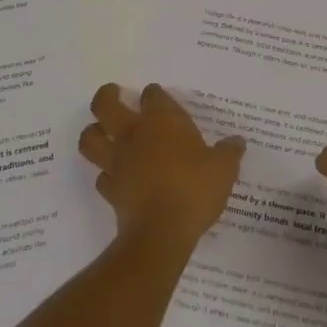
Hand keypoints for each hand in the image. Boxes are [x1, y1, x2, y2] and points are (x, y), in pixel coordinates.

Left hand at [79, 84, 245, 246]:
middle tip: (113, 94)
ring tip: (102, 131)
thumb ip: (229, 152)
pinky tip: (117, 176)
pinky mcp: (109, 189)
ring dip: (93, 132)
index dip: (155, 94)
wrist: (162, 232)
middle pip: (105, 105)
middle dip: (107, 96)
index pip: (152, 95)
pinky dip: (106, 173)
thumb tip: (237, 141)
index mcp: (161, 121)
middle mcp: (133, 134)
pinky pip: (101, 175)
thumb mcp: (224, 169)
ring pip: (90, 138)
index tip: (159, 97)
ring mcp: (117, 162)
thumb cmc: (194, 189)